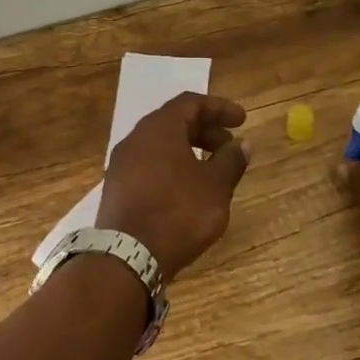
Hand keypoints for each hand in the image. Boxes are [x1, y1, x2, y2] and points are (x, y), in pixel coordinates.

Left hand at [97, 92, 251, 281]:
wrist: (128, 257)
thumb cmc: (178, 212)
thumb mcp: (215, 186)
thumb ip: (231, 161)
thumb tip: (243, 144)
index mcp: (158, 128)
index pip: (190, 102)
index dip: (219, 108)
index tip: (241, 120)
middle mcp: (135, 139)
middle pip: (173, 122)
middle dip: (205, 130)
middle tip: (229, 147)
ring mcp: (121, 164)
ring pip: (159, 145)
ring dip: (188, 150)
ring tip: (212, 171)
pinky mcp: (116, 188)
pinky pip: (148, 165)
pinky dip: (172, 167)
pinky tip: (187, 190)